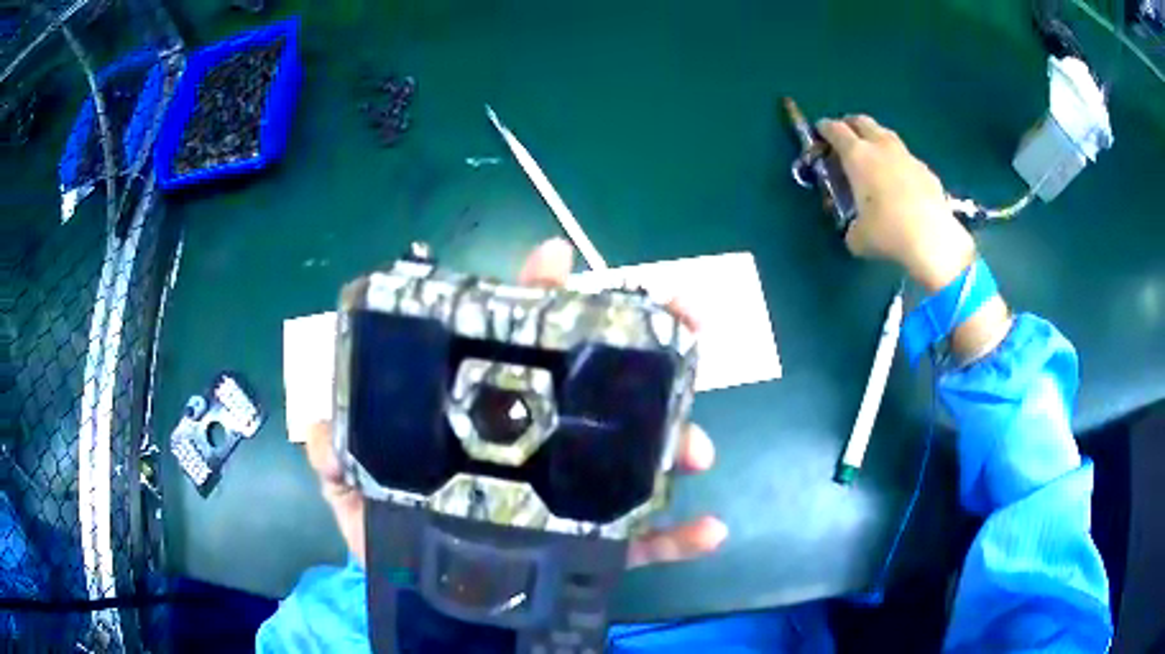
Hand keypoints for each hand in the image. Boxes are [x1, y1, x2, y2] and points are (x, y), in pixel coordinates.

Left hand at [302, 238, 727, 567]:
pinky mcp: (589, 551)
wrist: (425, 604)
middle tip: (687, 324)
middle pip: (596, 393)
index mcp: (482, 424)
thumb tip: (325, 431)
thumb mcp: (353, 495)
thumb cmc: (388, 538)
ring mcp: (570, 502)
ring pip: (633, 462)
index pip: (512, 348)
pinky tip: (714, 529)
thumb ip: (338, 462)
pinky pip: (642, 543)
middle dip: (645, 356)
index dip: (536, 298)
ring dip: (675, 445)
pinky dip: (680, 536)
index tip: (560, 260)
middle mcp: (537, 452)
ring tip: (697, 447)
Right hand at [817, 115, 975, 291]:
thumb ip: (853, 226)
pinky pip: (908, 159)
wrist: (933, 239)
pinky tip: (902, 181)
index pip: (836, 130)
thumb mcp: (858, 237)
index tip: (820, 130)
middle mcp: (881, 148)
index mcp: (857, 156)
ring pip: (888, 135)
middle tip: (846, 135)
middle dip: (851, 124)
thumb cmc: (887, 232)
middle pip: (863, 122)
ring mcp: (908, 157)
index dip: (825, 128)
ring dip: (877, 138)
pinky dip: (900, 163)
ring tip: (874, 152)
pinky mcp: (927, 172)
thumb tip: (857, 230)